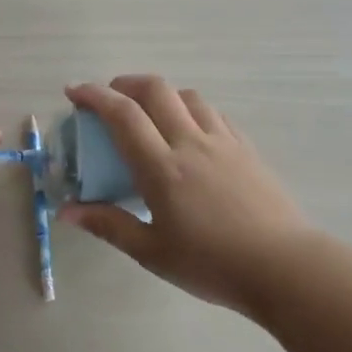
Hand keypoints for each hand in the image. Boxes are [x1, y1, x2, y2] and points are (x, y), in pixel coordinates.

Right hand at [60, 76, 314, 314]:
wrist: (285, 267)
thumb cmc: (212, 264)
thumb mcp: (152, 251)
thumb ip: (108, 225)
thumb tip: (66, 211)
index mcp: (163, 167)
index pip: (123, 115)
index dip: (94, 96)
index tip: (74, 92)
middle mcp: (191, 143)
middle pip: (156, 90)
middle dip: (124, 84)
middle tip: (108, 98)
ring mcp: (223, 142)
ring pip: (188, 96)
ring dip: (160, 94)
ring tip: (148, 114)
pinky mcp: (247, 149)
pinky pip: (214, 114)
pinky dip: (190, 109)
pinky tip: (189, 131)